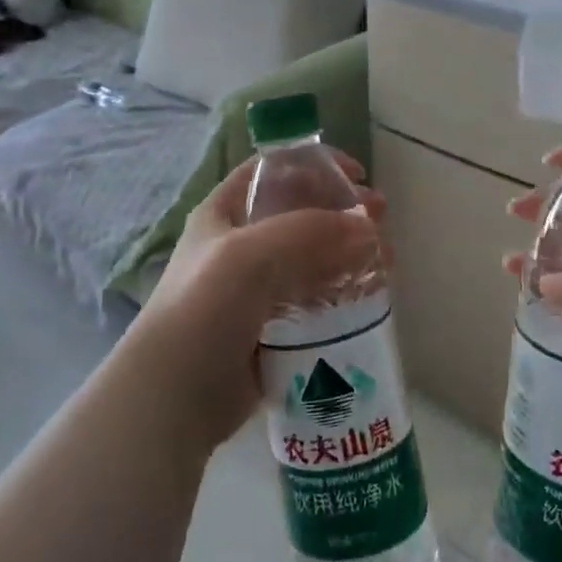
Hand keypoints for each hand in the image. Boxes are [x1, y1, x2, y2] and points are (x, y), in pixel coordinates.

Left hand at [126, 153, 384, 455]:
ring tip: (388, 261)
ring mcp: (257, 287)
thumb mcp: (250, 256)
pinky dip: (343, 292)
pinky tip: (370, 296)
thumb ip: (310, 232)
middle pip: (301, 213)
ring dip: (350, 253)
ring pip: (314, 258)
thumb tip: (369, 227)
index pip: (274, 170)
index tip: (357, 175)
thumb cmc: (204, 309)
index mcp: (225, 212)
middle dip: (344, 213)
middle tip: (382, 221)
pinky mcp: (273, 327)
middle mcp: (241, 243)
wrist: (174, 397)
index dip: (315, 165)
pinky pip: (316, 299)